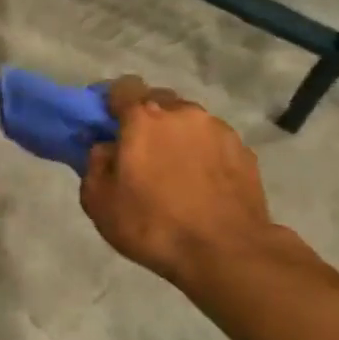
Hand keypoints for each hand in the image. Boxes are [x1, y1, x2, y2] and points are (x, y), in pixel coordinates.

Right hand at [81, 77, 274, 286]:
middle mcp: (182, 112)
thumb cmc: (153, 226)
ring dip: (178, 137)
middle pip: (158, 101)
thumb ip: (95, 164)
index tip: (108, 126)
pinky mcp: (243, 150)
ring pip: (188, 121)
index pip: (123, 87)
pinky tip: (203, 185)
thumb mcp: (99, 202)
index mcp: (143, 117)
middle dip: (147, 120)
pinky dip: (204, 154)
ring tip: (177, 173)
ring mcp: (217, 128)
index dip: (113, 103)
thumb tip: (106, 148)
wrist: (227, 252)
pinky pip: (214, 142)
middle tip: (142, 153)